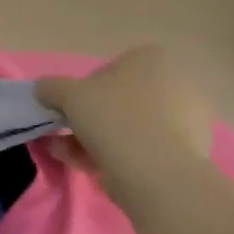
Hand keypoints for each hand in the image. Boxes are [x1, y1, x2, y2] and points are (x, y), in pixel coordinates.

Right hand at [35, 47, 214, 187]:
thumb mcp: (67, 95)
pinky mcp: (188, 152)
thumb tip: (44, 90)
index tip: (69, 108)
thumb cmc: (113, 119)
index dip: (82, 89)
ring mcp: (186, 120)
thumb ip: (50, 87)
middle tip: (65, 134)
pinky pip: (142, 148)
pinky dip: (116, 155)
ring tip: (67, 154)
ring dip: (94, 140)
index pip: (108, 70)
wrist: (157, 173)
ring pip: (128, 127)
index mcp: (152, 60)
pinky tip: (88, 167)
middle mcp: (175, 84)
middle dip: (89, 119)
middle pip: (118, 101)